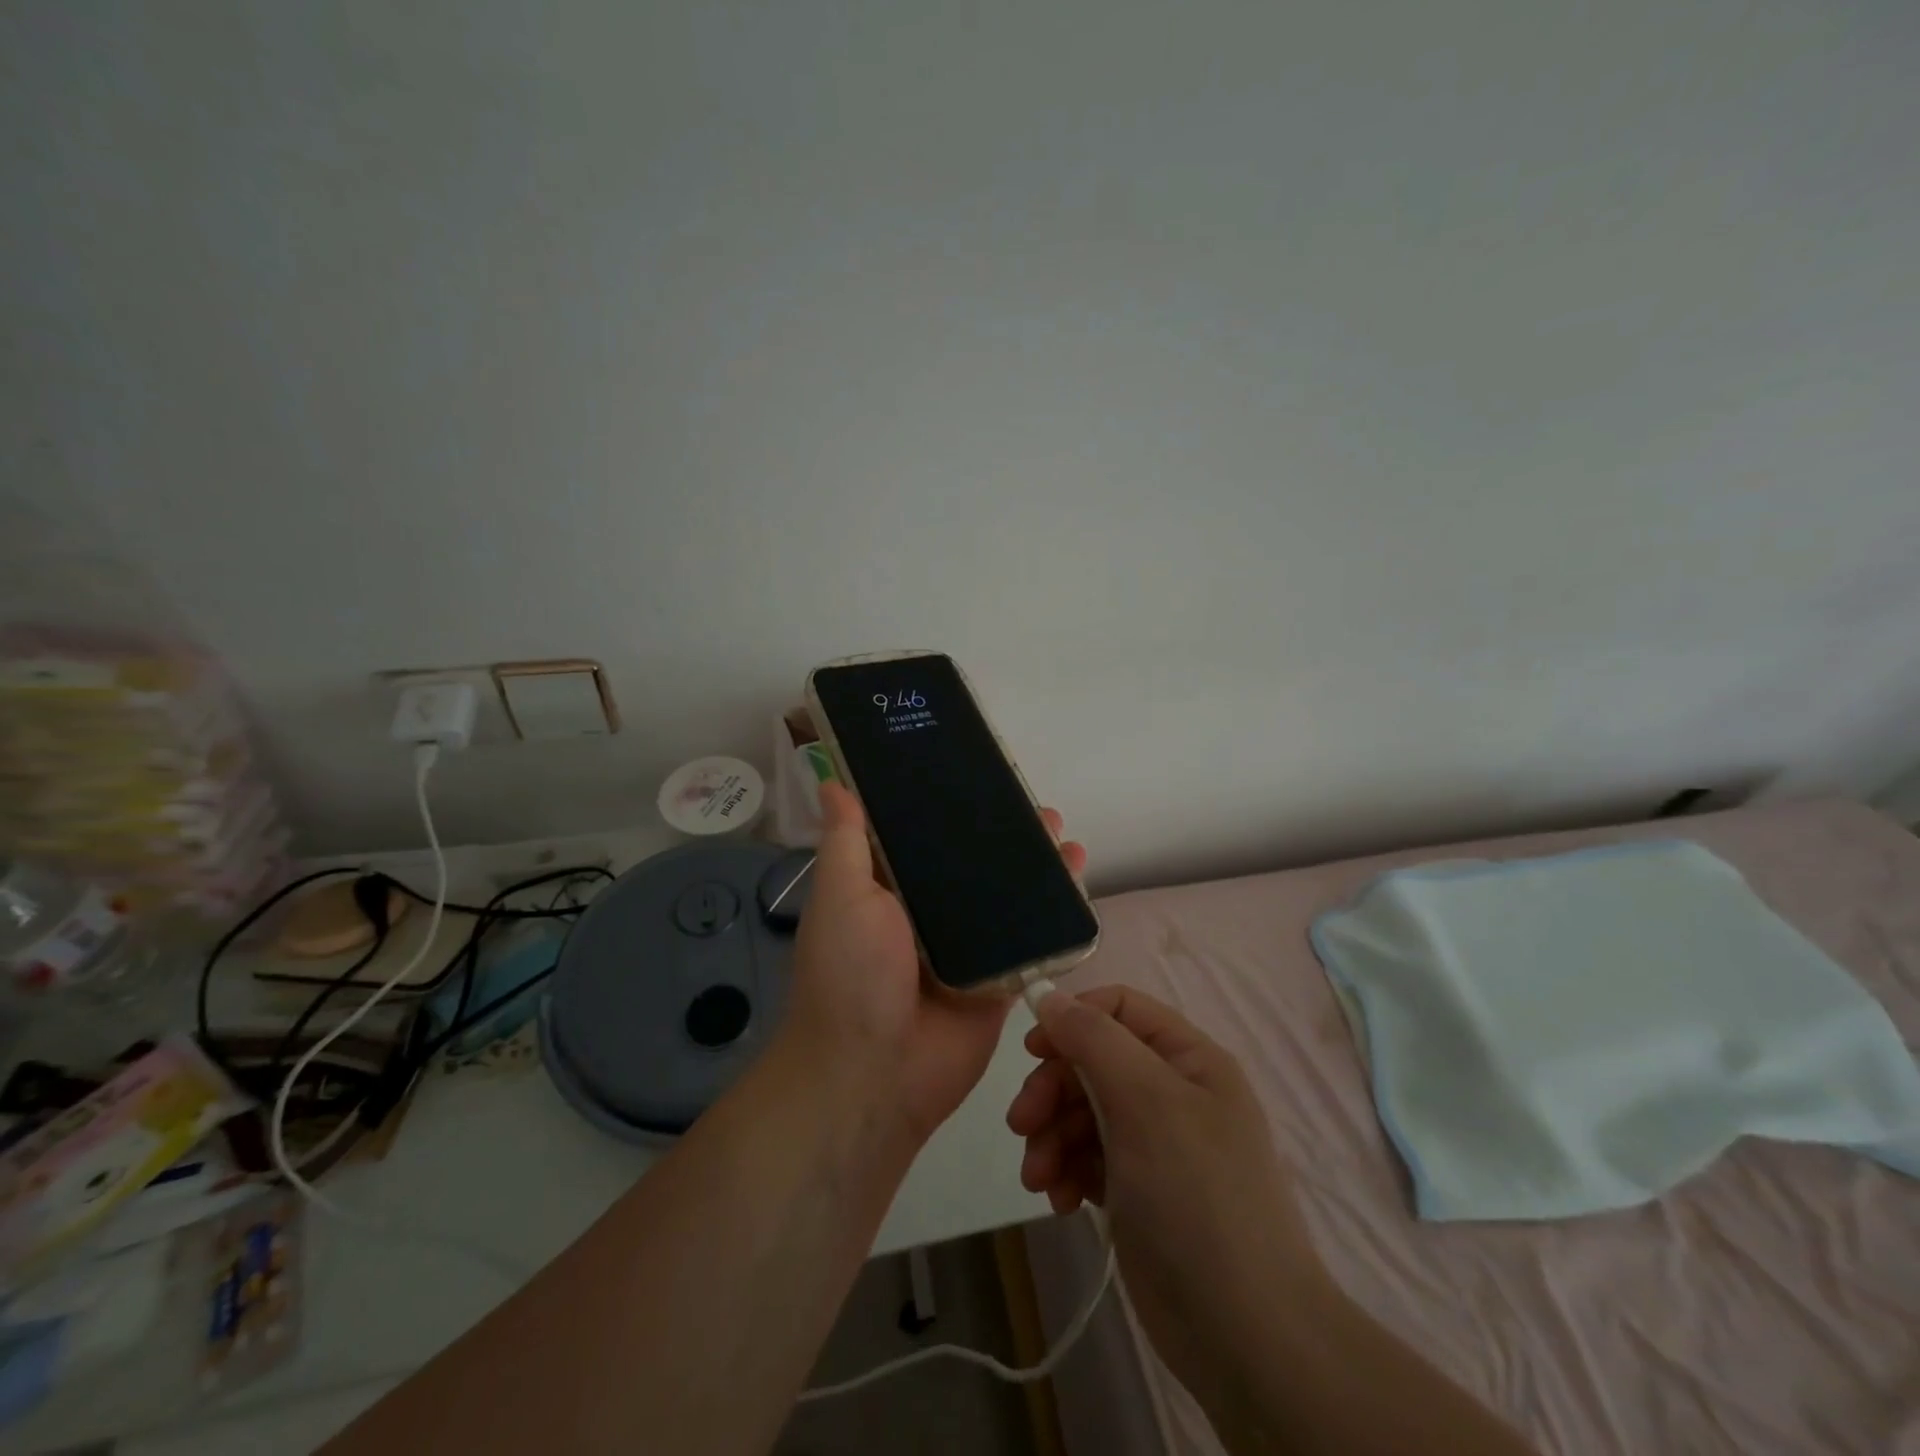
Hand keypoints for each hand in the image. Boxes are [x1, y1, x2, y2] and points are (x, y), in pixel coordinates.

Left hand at [780, 781, 1087, 1145]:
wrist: (874, 1076)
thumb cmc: (850, 975)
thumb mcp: (840, 897)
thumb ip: (847, 842)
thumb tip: (832, 782)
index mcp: (889, 891)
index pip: (926, 837)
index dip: (952, 808)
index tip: (983, 777)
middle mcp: (929, 915)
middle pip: (975, 866)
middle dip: (1007, 838)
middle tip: (1039, 810)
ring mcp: (968, 949)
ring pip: (1009, 900)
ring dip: (1037, 869)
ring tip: (1064, 838)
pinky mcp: (1000, 981)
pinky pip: (1032, 942)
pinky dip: (1055, 916)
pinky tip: (1078, 885)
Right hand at [1007, 987, 1326, 1404]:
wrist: (1244, 1335)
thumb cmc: (1196, 1196)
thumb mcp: (1146, 1100)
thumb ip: (1094, 1038)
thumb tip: (1048, 996)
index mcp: (1188, 1058)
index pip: (1119, 1008)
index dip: (1072, 1018)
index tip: (1032, 1051)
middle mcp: (1172, 1091)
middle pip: (1092, 1062)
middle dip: (1052, 1091)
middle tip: (1021, 1125)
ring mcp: (1155, 1143)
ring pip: (1083, 1111)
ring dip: (1052, 1136)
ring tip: (1039, 1178)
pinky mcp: (1138, 1189)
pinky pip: (1088, 1157)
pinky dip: (1067, 1171)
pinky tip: (1060, 1201)